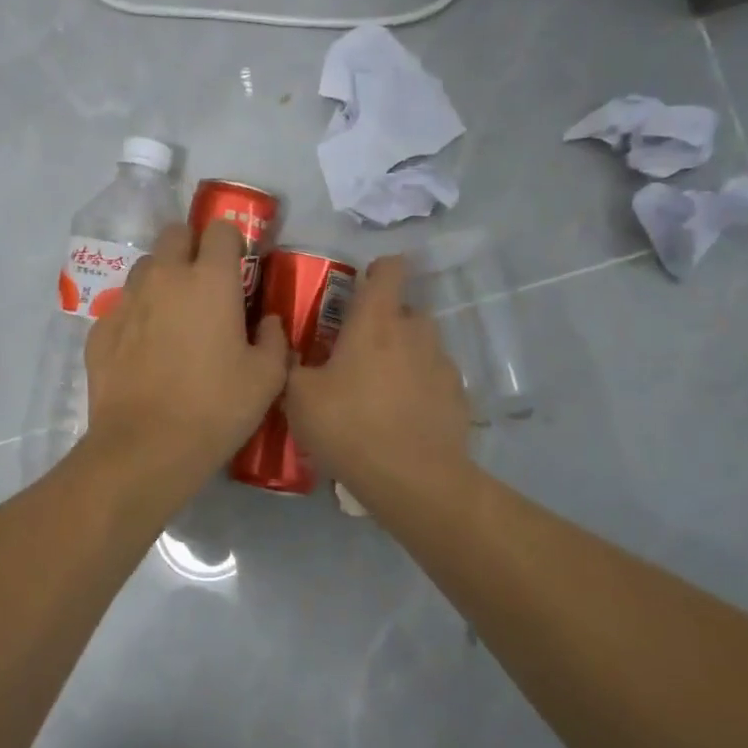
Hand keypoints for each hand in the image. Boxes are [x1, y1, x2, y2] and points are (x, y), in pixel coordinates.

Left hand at [83, 219, 288, 483]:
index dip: (231, 242)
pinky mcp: (100, 329)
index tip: (239, 268)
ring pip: (145, 268)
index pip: (220, 228)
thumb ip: (273, 339)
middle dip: (192, 248)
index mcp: (210, 280)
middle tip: (205, 286)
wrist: (145, 448)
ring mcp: (126, 301)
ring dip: (162, 279)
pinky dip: (137, 316)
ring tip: (173, 317)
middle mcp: (165, 277)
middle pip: (175, 234)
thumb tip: (266, 322)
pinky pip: (122, 306)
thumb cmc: (215, 408)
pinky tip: (144, 350)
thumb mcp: (266, 378)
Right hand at [286, 255, 471, 501]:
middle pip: (405, 310)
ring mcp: (442, 363)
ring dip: (404, 355)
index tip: (362, 286)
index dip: (378, 270)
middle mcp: (415, 331)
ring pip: (422, 345)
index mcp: (376, 321)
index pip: (390, 268)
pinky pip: (435, 379)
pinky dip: (421, 387)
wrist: (413, 479)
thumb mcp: (299, 398)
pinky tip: (404, 417)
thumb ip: (292, 365)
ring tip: (381, 390)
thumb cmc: (350, 427)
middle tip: (359, 352)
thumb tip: (289, 349)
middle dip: (385, 322)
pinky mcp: (458, 395)